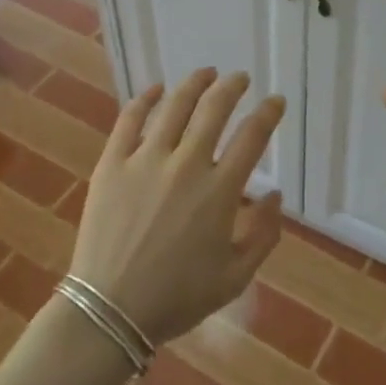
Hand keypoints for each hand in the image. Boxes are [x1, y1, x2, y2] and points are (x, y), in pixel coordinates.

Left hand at [70, 68, 285, 345]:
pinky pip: (130, 120)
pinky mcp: (112, 163)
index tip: (275, 101)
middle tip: (240, 78)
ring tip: (206, 74)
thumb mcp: (234, 277)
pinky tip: (156, 89)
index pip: (252, 137)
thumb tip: (274, 195)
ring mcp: (145, 160)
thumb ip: (263, 235)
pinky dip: (145, 99)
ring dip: (194, 84)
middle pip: (214, 110)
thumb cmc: (176, 298)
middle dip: (233, 88)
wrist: (109, 310)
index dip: (268, 113)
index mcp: (219, 192)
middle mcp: (186, 165)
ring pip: (175, 107)